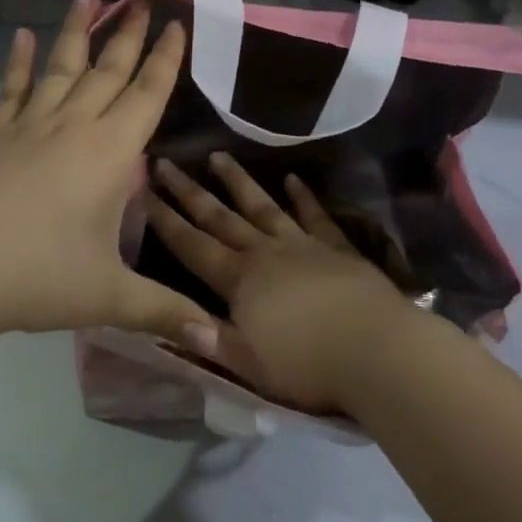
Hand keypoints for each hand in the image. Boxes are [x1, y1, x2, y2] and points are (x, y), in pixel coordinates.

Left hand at [0, 0, 221, 354]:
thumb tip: (218, 341)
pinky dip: (20, 63)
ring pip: (61, 68)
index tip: (177, 24)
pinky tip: (22, 38)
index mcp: (109, 154)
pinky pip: (13, 91)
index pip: (147, 95)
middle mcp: (72, 127)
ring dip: (78, 32)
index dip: (166, 60)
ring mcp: (28, 128)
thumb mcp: (109, 298)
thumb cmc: (37, 278)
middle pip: (108, 71)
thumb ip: (165, 312)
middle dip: (130, 35)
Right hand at [147, 153, 426, 414]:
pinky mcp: (337, 248)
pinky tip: (293, 179)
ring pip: (263, 206)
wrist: (378, 351)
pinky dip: (303, 197)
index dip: (165, 221)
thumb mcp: (248, 364)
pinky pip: (315, 216)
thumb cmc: (307, 365)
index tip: (144, 192)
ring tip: (219, 155)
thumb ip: (210, 339)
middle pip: (221, 217)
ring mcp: (302, 246)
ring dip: (239, 181)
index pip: (192, 246)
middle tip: (167, 162)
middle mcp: (265, 253)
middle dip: (190, 191)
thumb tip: (170, 320)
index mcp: (239, 281)